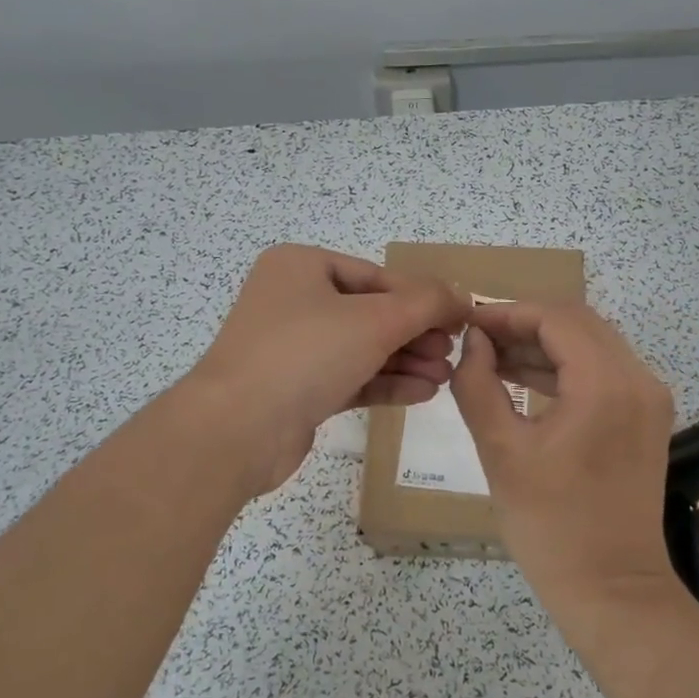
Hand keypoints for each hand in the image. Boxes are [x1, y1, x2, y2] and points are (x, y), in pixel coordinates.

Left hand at [183, 244, 470, 494]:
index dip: (423, 298)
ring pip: (362, 348)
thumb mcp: (376, 319)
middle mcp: (293, 301)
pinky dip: (385, 382)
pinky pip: (350, 378)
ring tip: (444, 377)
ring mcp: (292, 348)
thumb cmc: (306, 354)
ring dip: (406, 360)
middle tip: (451, 352)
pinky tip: (423, 393)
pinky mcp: (296, 390)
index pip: (377, 277)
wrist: (236, 430)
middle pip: (371, 313)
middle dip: (415, 334)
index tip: (461, 320)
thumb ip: (426, 303)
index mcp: (301, 267)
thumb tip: (462, 296)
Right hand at [449, 302, 677, 612]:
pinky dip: (565, 369)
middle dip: (525, 324)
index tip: (468, 323)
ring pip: (591, 345)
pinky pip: (603, 372)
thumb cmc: (550, 525)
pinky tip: (525, 379)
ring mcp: (648, 399)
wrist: (613, 589)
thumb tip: (473, 344)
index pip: (556, 318)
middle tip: (478, 339)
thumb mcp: (500, 451)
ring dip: (544, 346)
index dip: (508, 313)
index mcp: (606, 383)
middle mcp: (638, 379)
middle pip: (578, 324)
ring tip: (493, 359)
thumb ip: (478, 385)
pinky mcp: (646, 418)